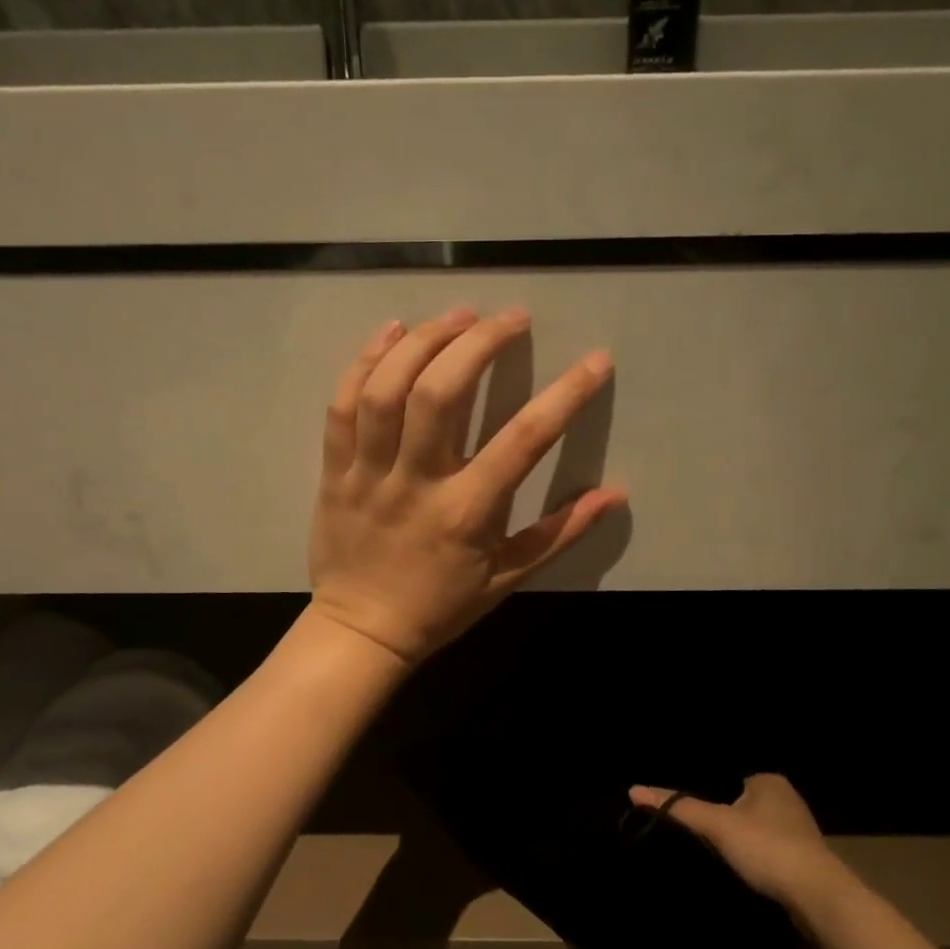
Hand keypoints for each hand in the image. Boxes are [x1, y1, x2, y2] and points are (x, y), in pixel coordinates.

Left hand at [308, 307, 627, 666]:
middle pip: (442, 394)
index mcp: (467, 512)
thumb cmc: (441, 606)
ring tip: (457, 316)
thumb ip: (560, 533)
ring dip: (423, 341)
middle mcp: (416, 482)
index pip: (524, 440)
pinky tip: (393, 332)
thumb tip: (615, 495)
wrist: (362, 632)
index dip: (566, 395)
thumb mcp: (508, 577)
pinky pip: (342, 404)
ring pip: (387, 390)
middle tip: (510, 318)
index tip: (595, 361)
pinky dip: (365, 361)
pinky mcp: (334, 469)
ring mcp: (368, 473)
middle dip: (480, 343)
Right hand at [628, 774, 843, 907]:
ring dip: (739, 844)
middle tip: (694, 835)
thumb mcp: (717, 825)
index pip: (727, 779)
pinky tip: (739, 874)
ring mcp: (799, 832)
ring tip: (711, 856)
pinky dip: (754, 862)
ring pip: (755, 832)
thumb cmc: (767, 848)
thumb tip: (634, 789)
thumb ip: (678, 807)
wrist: (819, 898)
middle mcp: (787, 800)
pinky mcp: (804, 863)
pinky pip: (768, 854)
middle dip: (723, 820)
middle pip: (741, 806)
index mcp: (769, 781)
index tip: (687, 813)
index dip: (707, 795)